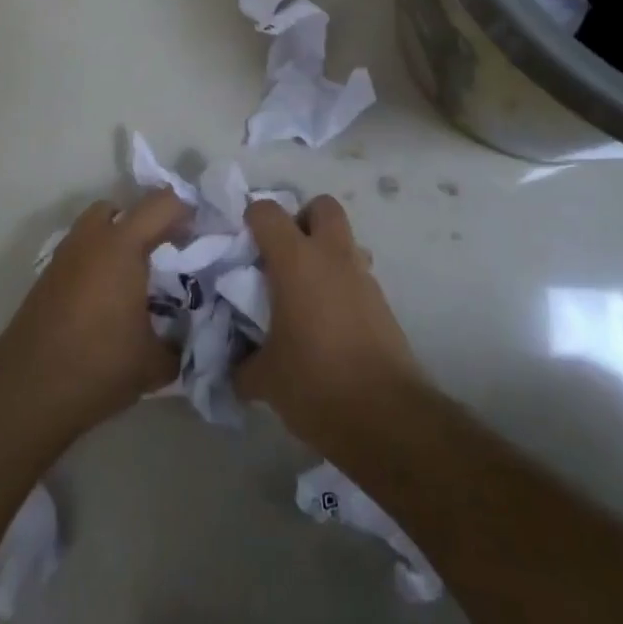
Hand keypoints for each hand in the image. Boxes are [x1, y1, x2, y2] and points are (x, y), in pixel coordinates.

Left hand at [0, 190, 187, 444]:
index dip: (186, 212)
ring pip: (95, 227)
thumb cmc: (97, 367)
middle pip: (123, 208)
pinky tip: (106, 300)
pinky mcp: (46, 277)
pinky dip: (96, 261)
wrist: (26, 394)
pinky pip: (80, 252)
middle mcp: (91, 239)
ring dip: (118, 239)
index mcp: (122, 245)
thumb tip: (193, 337)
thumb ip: (182, 343)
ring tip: (135, 278)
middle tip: (166, 253)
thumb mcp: (155, 363)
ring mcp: (64, 256)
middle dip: (147, 223)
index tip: (201, 236)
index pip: (162, 204)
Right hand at [234, 194, 426, 454]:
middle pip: (322, 206)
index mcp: (296, 261)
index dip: (252, 221)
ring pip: (344, 241)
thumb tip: (236, 366)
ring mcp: (363, 277)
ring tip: (306, 295)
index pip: (267, 212)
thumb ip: (243, 364)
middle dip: (302, 221)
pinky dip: (340, 284)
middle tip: (283, 257)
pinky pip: (357, 275)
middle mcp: (332, 256)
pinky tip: (327, 323)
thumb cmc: (316, 384)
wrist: (386, 417)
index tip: (242, 247)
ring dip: (325, 254)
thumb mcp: (265, 379)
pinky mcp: (383, 302)